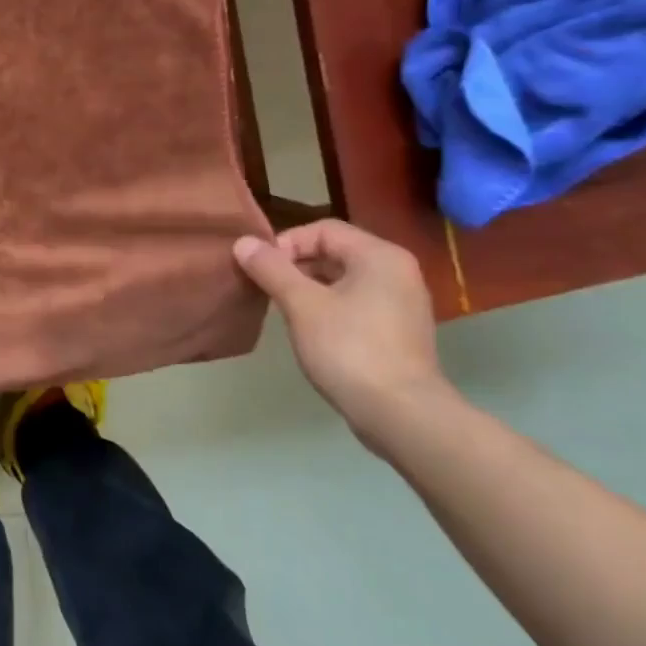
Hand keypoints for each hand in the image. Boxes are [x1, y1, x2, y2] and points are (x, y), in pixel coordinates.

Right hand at [233, 220, 457, 447]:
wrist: (402, 415)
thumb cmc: (350, 350)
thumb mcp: (302, 305)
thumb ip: (271, 269)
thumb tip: (243, 242)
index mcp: (379, 255)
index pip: (323, 229)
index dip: (286, 243)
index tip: (261, 269)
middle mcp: (397, 271)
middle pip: (335, 252)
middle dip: (295, 266)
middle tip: (266, 288)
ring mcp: (402, 303)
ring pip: (344, 280)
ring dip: (309, 288)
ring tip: (283, 309)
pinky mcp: (399, 332)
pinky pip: (356, 303)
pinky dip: (329, 307)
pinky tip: (309, 330)